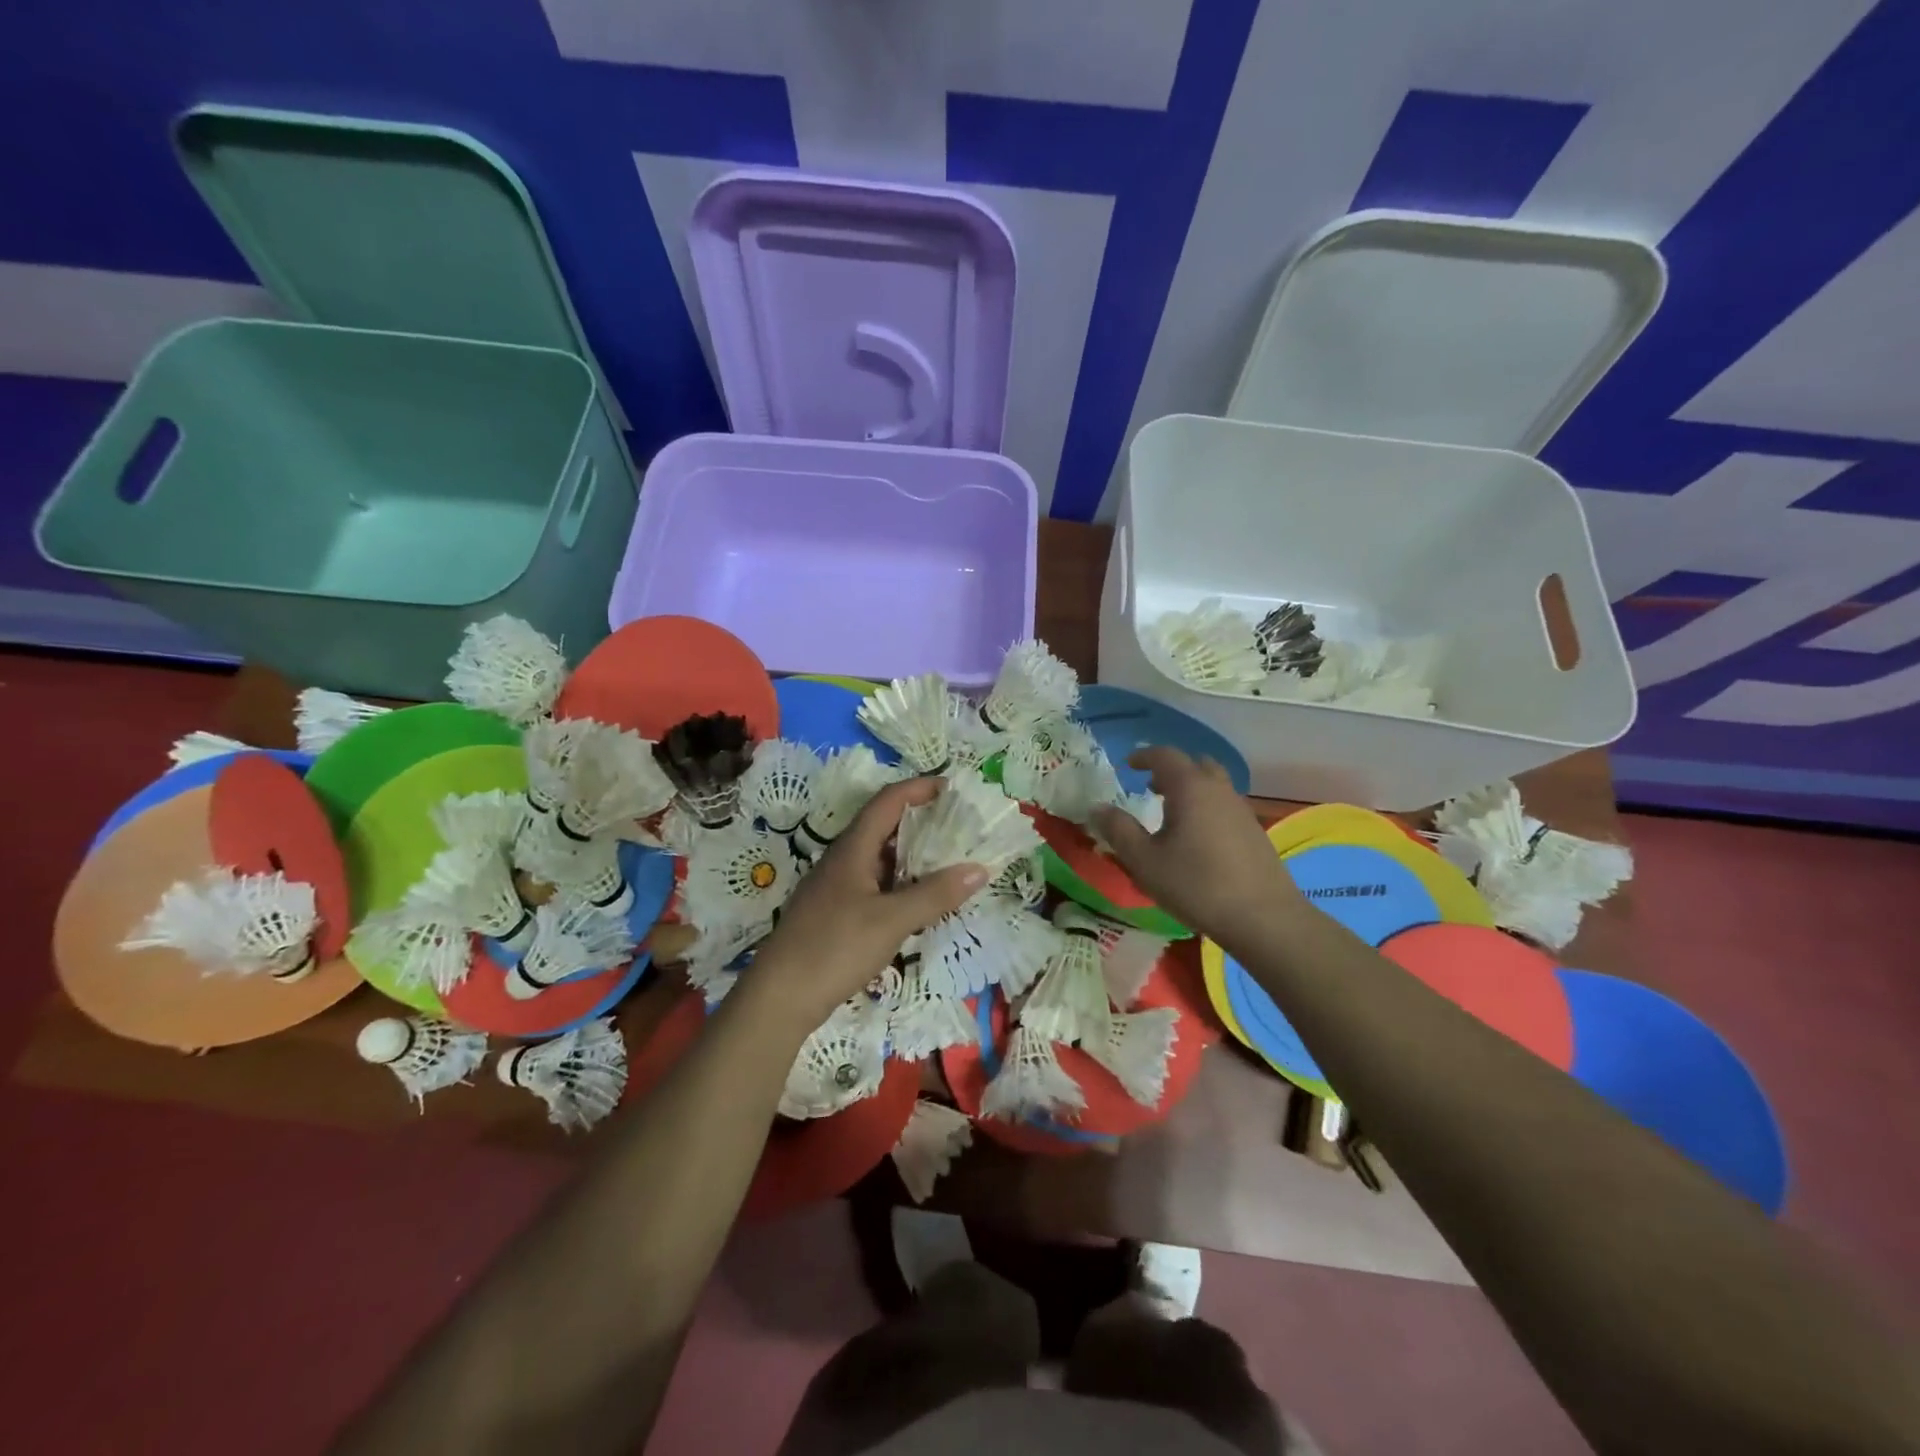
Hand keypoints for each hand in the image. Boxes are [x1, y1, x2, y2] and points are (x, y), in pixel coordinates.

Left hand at [739, 777, 986, 1036]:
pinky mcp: (834, 913)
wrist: (779, 997)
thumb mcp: (892, 920)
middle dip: (921, 821)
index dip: (919, 788)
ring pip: (879, 858)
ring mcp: (835, 887)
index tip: (953, 788)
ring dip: (911, 855)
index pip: (888, 801)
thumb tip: (979, 869)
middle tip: (959, 826)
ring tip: (947, 860)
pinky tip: (918, 901)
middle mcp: (842, 860)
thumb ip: (935, 894)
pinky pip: (874, 884)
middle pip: (884, 826)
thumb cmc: (835, 947)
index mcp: (852, 849)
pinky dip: (900, 883)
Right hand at [1091, 747, 1304, 951]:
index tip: (1129, 765)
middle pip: (1195, 764)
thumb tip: (1097, 807)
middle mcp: (1218, 789)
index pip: (1165, 755)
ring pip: (1213, 785)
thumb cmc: (1196, 885)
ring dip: (1190, 789)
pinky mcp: (1254, 831)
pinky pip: (1224, 805)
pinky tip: (1196, 838)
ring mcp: (1241, 809)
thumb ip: (1118, 830)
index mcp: (1190, 788)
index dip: (1144, 756)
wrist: (1263, 917)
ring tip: (1171, 813)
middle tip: (1150, 787)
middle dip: (1170, 770)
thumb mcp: (1144, 861)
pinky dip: (1205, 806)